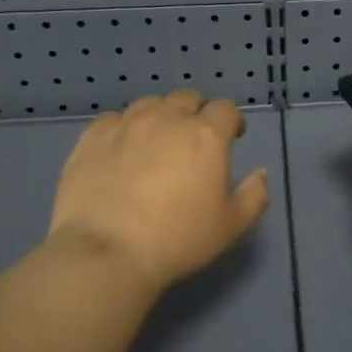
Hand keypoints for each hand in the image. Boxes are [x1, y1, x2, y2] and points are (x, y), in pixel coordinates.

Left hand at [47, 91, 270, 294]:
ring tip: (157, 140)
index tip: (233, 137)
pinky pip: (112, 120)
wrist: (106, 253)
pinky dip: (123, 128)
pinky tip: (121, 148)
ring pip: (149, 104)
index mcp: (206, 136)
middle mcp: (167, 119)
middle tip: (194, 139)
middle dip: (196, 112)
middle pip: (187, 98)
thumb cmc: (178, 240)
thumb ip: (254, 195)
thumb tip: (261, 173)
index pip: (226, 109)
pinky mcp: (91, 139)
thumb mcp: (231, 226)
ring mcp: (126, 125)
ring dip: (160, 115)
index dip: (232, 121)